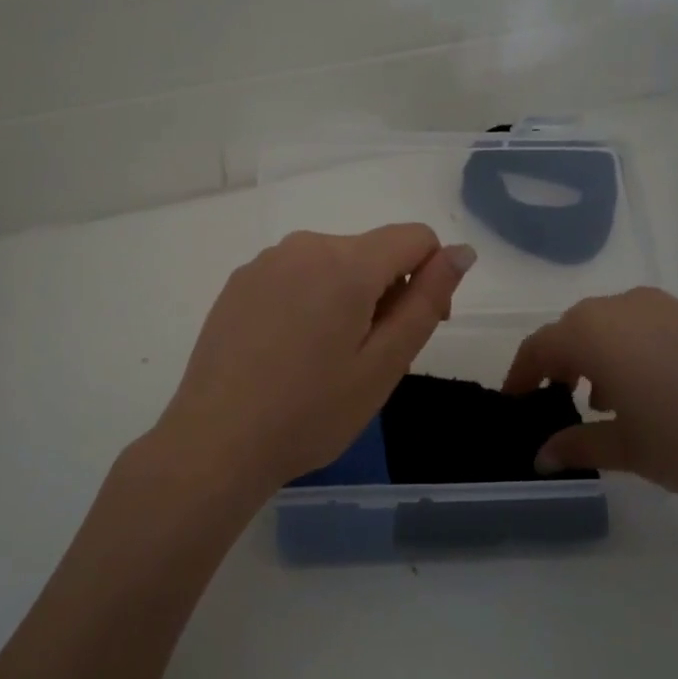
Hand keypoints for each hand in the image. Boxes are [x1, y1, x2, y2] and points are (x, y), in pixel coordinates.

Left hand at [154, 225, 476, 495]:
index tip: (414, 327)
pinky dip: (308, 300)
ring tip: (324, 360)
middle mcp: (304, 246)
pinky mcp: (238, 281)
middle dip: (385, 292)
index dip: (431, 276)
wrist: (216, 441)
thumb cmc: (310, 411)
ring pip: (331, 263)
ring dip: (345, 297)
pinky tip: (287, 352)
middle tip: (367, 359)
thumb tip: (461, 251)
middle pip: (371, 251)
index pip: (415, 237)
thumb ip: (427, 300)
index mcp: (346, 263)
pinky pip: (294, 275)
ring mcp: (265, 261)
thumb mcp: (384, 364)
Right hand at [503, 286, 677, 530]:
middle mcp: (629, 306)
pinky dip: (644, 354)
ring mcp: (677, 307)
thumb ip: (578, 445)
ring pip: (620, 325)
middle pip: (578, 327)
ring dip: (604, 356)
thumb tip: (541, 455)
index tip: (515, 401)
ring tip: (613, 402)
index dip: (522, 375)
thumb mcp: (630, 451)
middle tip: (562, 400)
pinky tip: (665, 395)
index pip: (541, 345)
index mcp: (595, 331)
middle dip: (563, 362)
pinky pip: (658, 328)